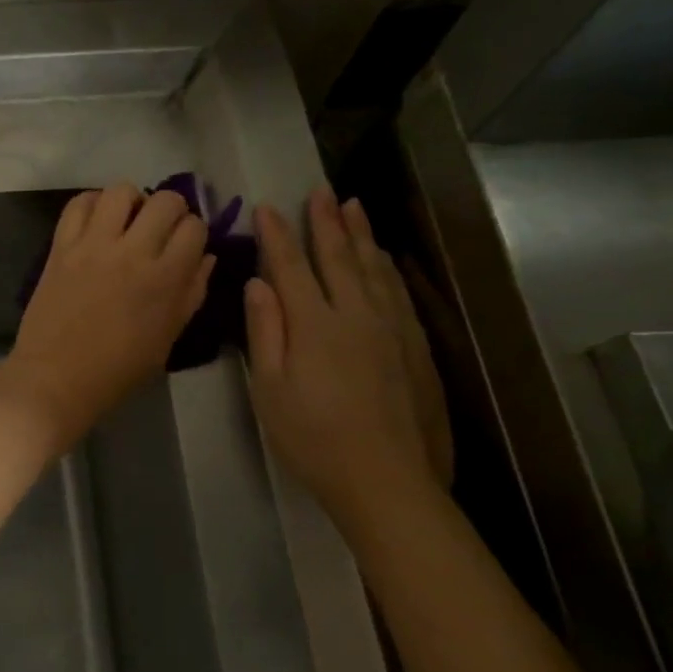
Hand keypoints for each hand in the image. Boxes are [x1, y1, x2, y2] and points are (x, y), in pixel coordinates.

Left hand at [0, 185, 212, 451]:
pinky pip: (77, 204)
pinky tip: (96, 221)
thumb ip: (191, 293)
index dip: (194, 232)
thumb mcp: (168, 338)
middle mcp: (132, 252)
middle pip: (165, 201)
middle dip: (171, 209)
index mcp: (165, 279)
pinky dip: (91, 203)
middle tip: (160, 228)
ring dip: (131, 200)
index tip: (185, 244)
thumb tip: (207, 257)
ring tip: (126, 220)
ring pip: (120, 191)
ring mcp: (92, 245)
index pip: (195, 228)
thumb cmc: (118, 369)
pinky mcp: (60, 245)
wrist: (56, 377)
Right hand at [244, 188, 447, 526]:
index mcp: (314, 324)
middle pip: (339, 258)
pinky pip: (398, 293)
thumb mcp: (270, 388)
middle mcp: (356, 316)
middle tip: (321, 190)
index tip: (267, 207)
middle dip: (326, 222)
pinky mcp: (415, 348)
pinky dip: (387, 269)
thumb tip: (258, 282)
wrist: (387, 481)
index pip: (291, 267)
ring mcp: (391, 330)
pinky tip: (384, 260)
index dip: (278, 235)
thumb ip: (265, 330)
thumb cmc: (312, 437)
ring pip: (374, 269)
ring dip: (361, 236)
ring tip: (354, 207)